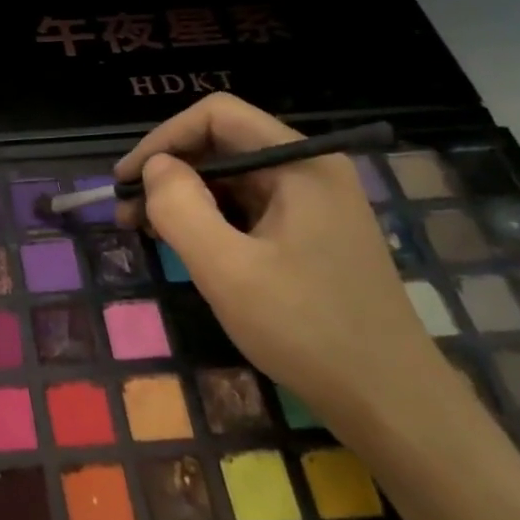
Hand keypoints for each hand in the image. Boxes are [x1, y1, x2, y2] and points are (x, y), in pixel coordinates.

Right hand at [115, 94, 450, 434]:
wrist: (392, 404)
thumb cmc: (308, 330)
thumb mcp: (228, 270)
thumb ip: (181, 208)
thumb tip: (154, 168)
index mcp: (299, 163)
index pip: (217, 116)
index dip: (163, 139)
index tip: (126, 180)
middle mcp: (309, 170)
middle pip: (222, 144)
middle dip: (169, 172)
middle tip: (126, 213)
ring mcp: (313, 203)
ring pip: (231, 178)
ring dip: (184, 197)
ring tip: (145, 231)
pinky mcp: (310, 234)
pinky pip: (247, 208)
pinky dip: (209, 219)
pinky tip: (185, 246)